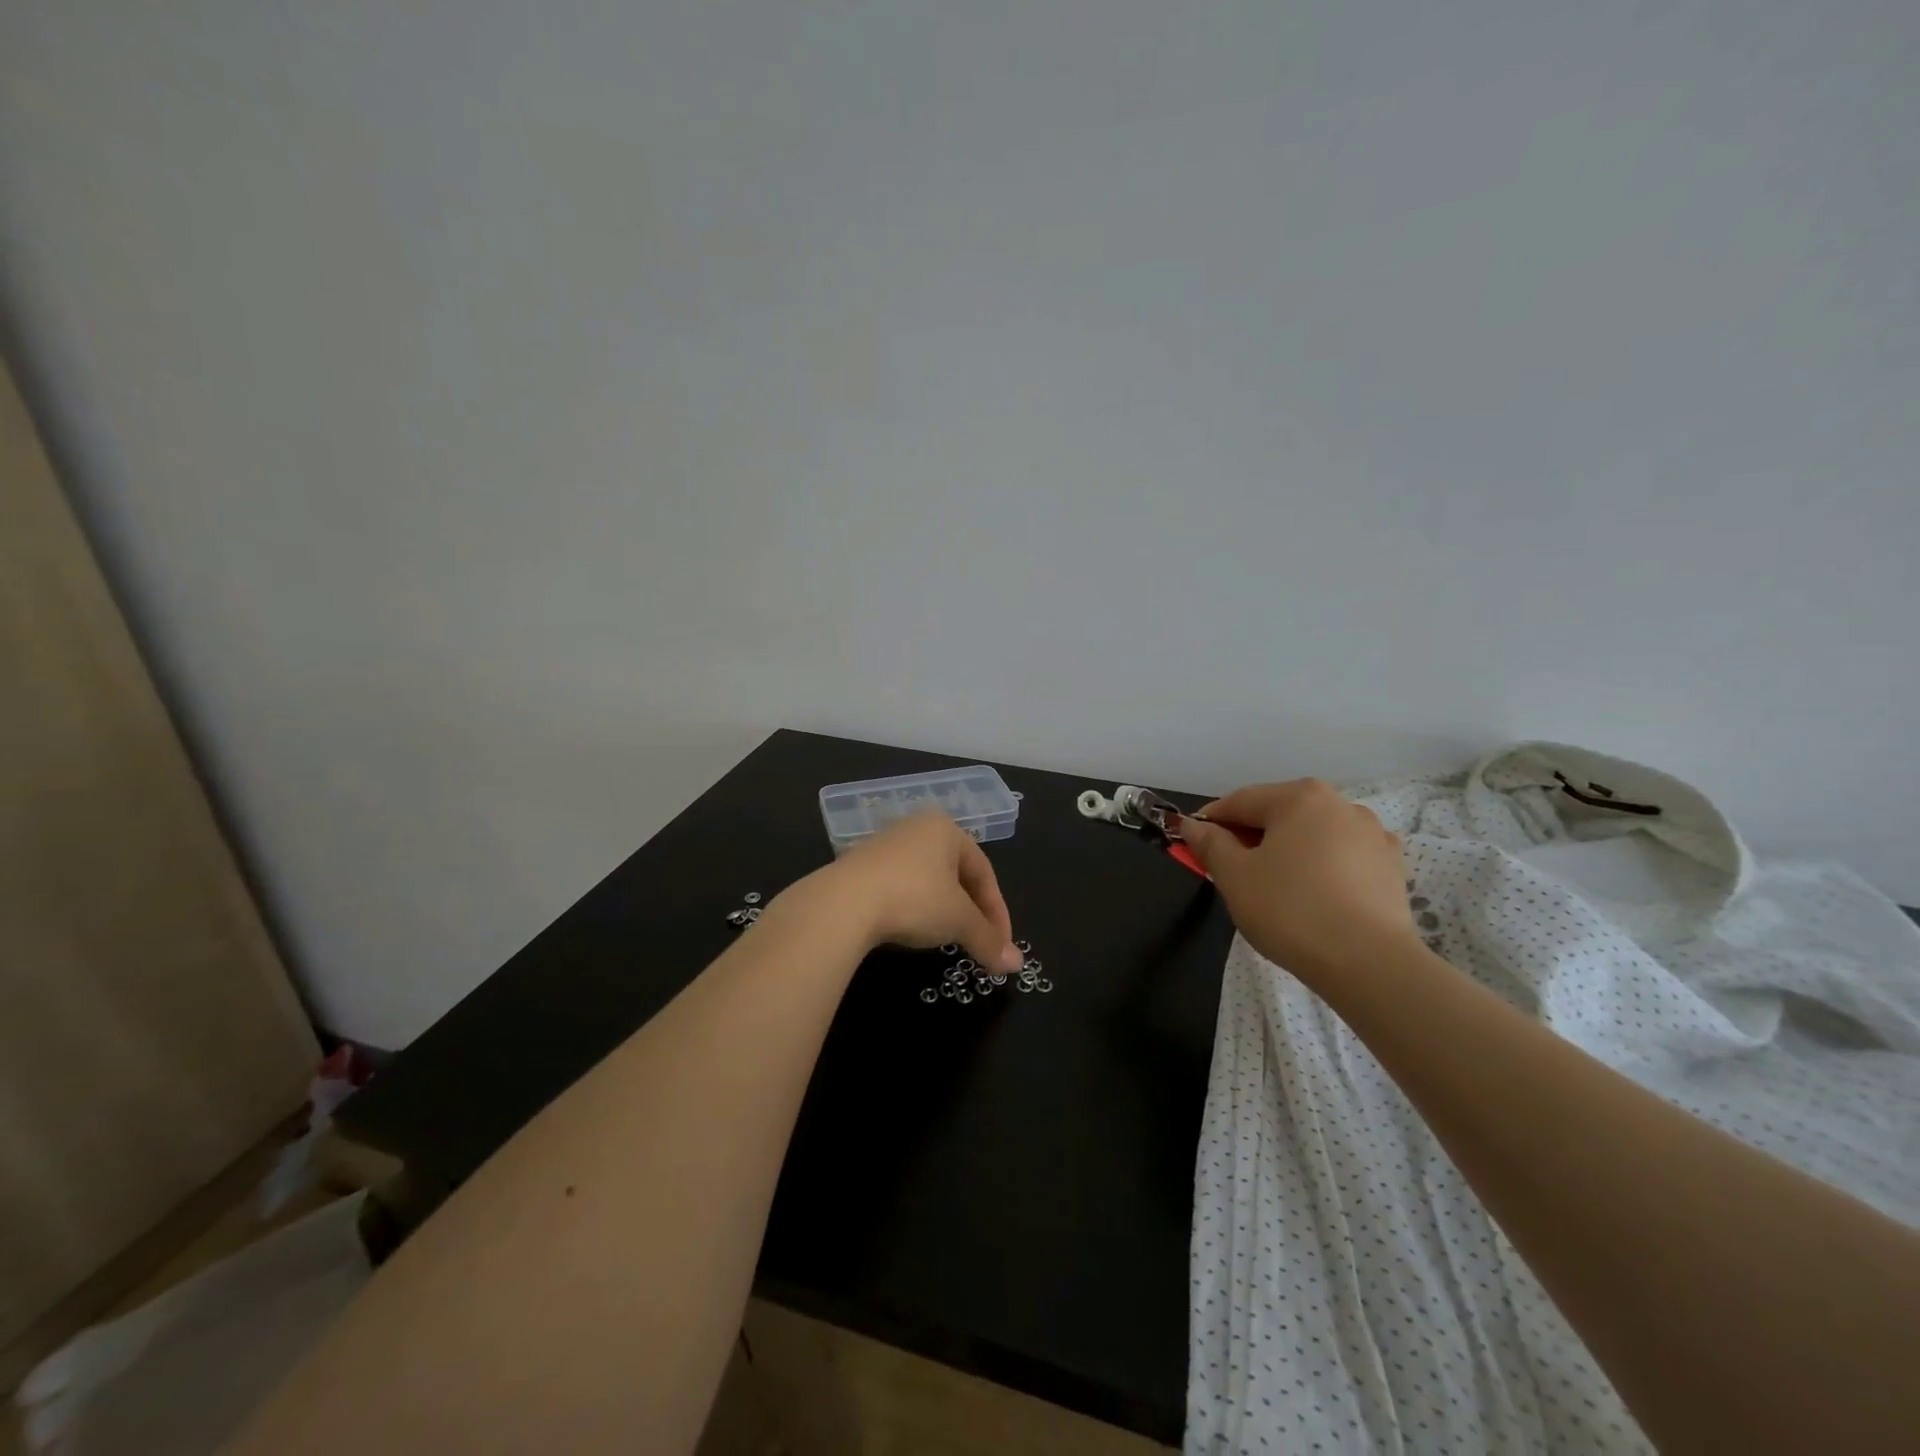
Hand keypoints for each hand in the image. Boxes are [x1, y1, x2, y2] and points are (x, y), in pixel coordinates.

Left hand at [819, 813, 1024, 972]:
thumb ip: (988, 940)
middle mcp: (917, 828)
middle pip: (957, 874)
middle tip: (978, 942)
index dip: (998, 912)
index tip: (1001, 946)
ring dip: (943, 911)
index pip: (985, 872)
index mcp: (946, 829)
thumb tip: (1017, 964)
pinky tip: (911, 930)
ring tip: (947, 938)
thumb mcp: (958, 921)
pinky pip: (900, 886)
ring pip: (928, 881)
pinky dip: (914, 909)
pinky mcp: (860, 865)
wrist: (843, 903)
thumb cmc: (914, 899)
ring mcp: (886, 845)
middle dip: (971, 911)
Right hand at [1180, 780, 1420, 983]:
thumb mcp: (1234, 877)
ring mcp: (1373, 835)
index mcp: (1299, 797)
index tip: (1191, 846)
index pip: (1239, 802)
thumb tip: (1193, 826)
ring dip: (1286, 852)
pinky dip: (1321, 868)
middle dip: (1249, 838)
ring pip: (1312, 835)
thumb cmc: (1291, 910)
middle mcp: (1340, 804)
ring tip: (1273, 889)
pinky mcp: (1392, 867)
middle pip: (1278, 814)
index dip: (1209, 823)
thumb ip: (1210, 844)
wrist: (1370, 964)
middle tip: (1229, 872)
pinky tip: (1314, 895)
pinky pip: (1342, 858)